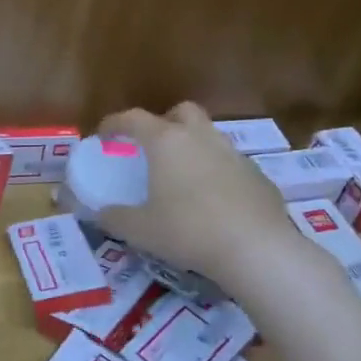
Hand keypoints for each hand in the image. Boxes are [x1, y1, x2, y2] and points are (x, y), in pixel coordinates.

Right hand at [95, 102, 300, 290]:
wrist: (257, 249)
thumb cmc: (188, 231)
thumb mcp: (139, 230)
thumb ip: (114, 218)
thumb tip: (101, 214)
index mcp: (167, 142)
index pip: (133, 118)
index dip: (114, 123)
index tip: (103, 136)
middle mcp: (201, 138)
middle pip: (182, 111)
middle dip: (164, 121)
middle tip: (153, 147)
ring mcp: (234, 155)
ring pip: (210, 136)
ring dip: (193, 147)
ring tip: (182, 176)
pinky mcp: (259, 176)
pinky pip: (231, 164)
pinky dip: (217, 173)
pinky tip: (213, 201)